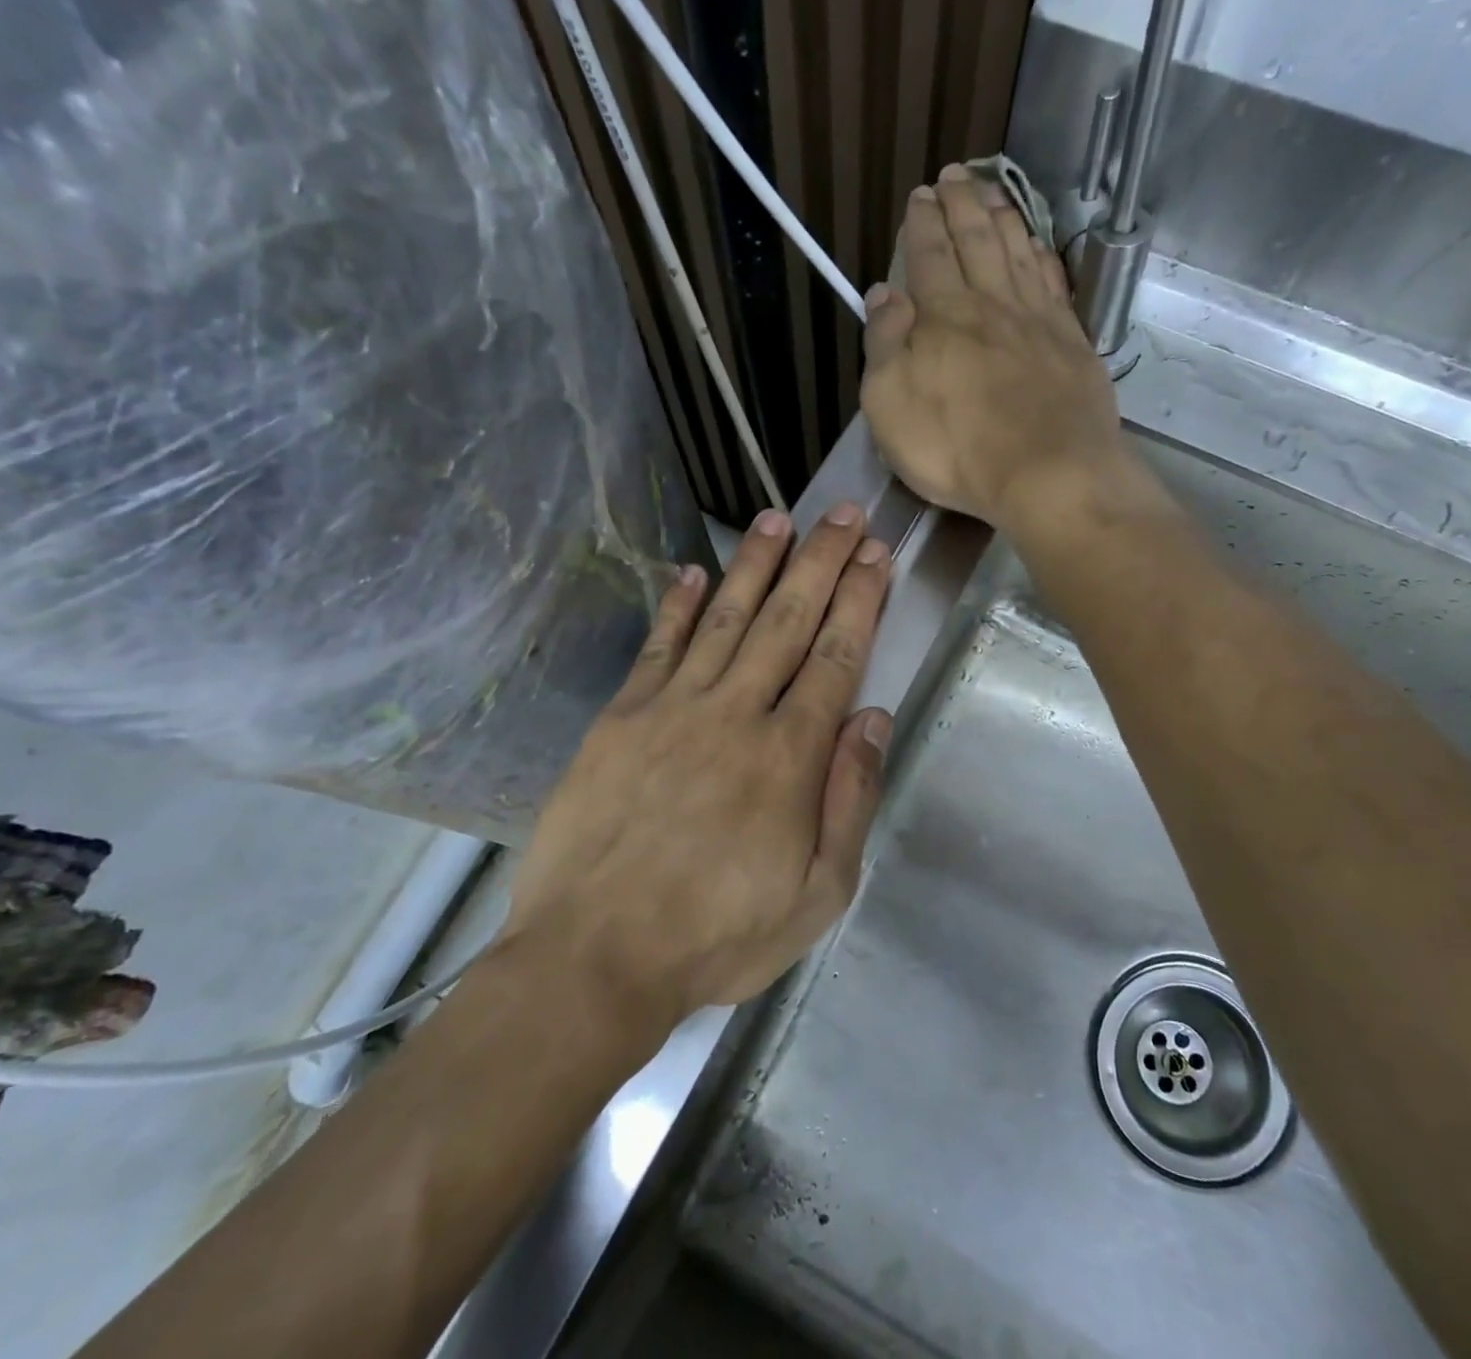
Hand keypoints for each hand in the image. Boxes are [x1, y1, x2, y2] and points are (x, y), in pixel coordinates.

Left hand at [503, 505, 892, 1026]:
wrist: (596, 957)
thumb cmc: (717, 937)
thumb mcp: (818, 894)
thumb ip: (850, 800)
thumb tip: (873, 718)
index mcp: (789, 756)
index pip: (836, 657)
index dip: (859, 601)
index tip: (875, 555)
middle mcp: (735, 714)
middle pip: (787, 621)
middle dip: (820, 563)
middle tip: (842, 513)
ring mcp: (672, 709)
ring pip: (725, 619)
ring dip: (755, 565)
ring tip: (777, 519)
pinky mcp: (620, 719)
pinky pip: (656, 647)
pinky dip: (676, 606)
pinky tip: (692, 572)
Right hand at [860, 163, 1127, 531]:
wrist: (1047, 473)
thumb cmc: (955, 448)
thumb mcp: (890, 404)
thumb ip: (885, 345)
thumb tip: (884, 294)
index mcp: (943, 316)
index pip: (929, 255)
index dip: (922, 223)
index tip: (920, 196)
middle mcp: (991, 304)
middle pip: (975, 240)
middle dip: (961, 203)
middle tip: (954, 174)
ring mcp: (1037, 320)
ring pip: (1016, 251)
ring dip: (1002, 216)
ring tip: (993, 190)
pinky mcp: (1071, 343)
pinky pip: (1052, 282)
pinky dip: (1040, 255)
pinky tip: (1036, 245)